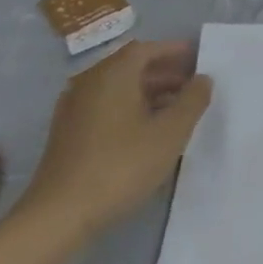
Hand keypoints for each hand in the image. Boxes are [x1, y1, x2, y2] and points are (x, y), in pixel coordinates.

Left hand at [16, 41, 211, 244]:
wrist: (59, 214)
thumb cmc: (122, 165)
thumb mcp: (170, 133)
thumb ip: (192, 101)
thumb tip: (203, 79)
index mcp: (113, 75)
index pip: (145, 49)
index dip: (173, 51)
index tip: (197, 57)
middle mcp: (89, 84)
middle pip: (130, 67)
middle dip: (164, 72)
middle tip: (193, 84)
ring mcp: (74, 109)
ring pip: (118, 88)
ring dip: (148, 91)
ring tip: (177, 109)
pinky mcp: (68, 133)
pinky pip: (106, 106)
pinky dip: (130, 107)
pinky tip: (148, 130)